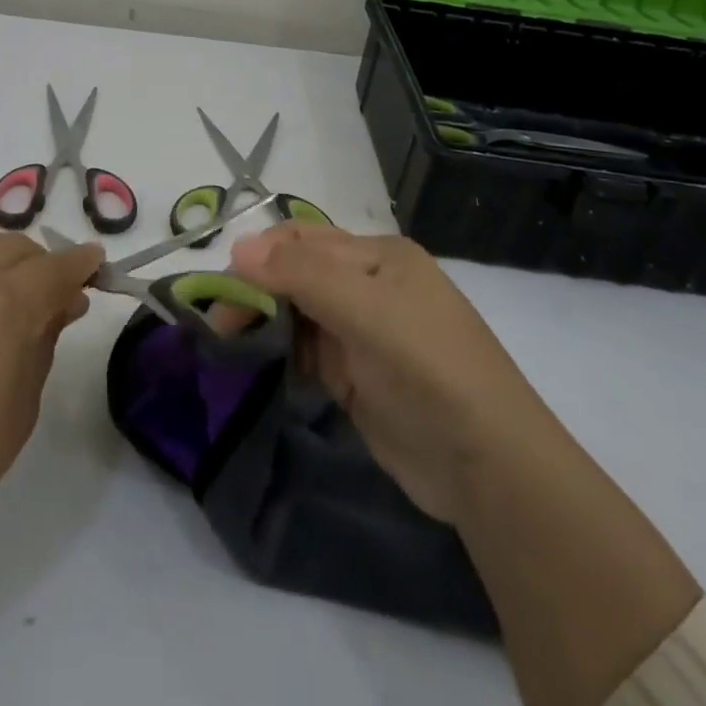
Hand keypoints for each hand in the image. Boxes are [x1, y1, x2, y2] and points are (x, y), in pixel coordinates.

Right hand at [228, 224, 544, 527]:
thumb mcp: (365, 309)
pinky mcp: (355, 376)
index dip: (261, 254)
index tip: (222, 285)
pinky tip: (256, 363)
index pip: (303, 238)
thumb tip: (237, 247)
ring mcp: (362, 332)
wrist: (487, 466)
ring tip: (226, 342)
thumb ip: (300, 274)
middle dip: (256, 290)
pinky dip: (279, 353)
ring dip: (263, 321)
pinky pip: (306, 352)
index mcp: (377, 256)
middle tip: (218, 323)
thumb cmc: (426, 367)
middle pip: (296, 274)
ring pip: (297, 313)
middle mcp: (368, 285)